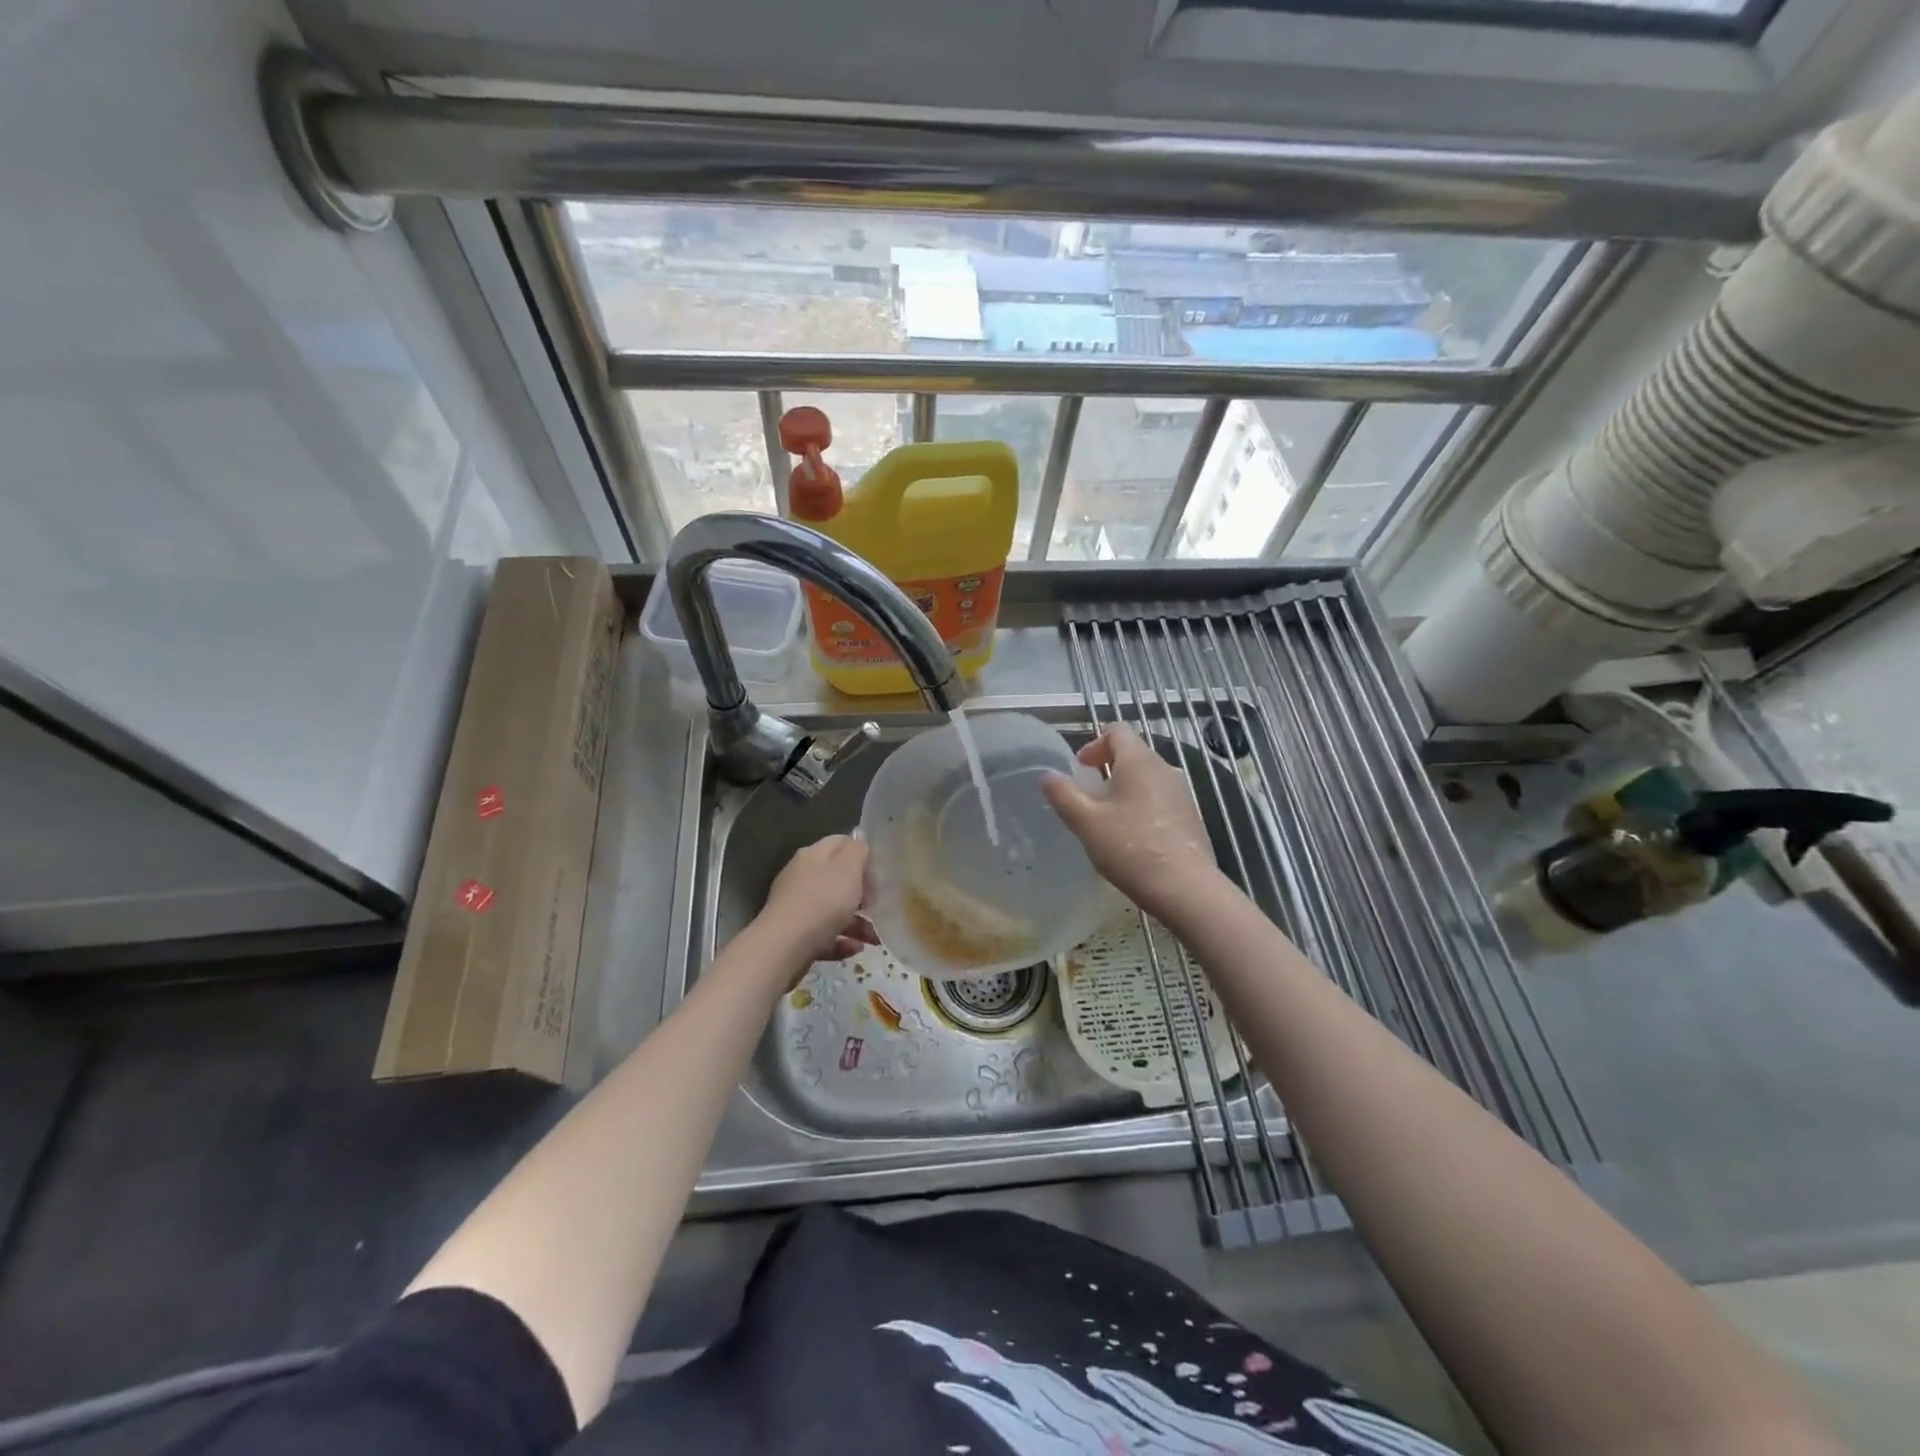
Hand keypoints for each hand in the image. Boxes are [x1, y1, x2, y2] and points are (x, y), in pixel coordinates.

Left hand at [758, 835, 877, 967]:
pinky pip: (824, 935)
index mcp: (812, 856)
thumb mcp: (848, 869)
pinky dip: (841, 941)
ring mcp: (796, 907)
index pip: (840, 843)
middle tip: (880, 904)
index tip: (881, 871)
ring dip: (856, 922)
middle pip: (837, 879)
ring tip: (875, 937)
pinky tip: (857, 949)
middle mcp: (801, 877)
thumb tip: (858, 837)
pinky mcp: (794, 936)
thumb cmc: (822, 902)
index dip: (862, 853)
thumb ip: (857, 850)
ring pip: (832, 910)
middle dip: (862, 893)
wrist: (785, 948)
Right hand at [1042, 724, 1221, 922]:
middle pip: (1132, 754)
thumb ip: (1063, 794)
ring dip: (1124, 790)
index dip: (1094, 744)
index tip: (1080, 769)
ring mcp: (1182, 793)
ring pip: (1146, 778)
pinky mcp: (1190, 816)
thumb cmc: (1130, 847)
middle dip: (1107, 769)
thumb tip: (1047, 775)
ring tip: (1107, 819)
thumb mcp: (1085, 821)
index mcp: (1139, 761)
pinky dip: (1141, 807)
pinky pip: (1160, 799)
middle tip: (1087, 797)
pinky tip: (1132, 838)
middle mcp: (1164, 768)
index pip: (1117, 730)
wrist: (1184, 887)